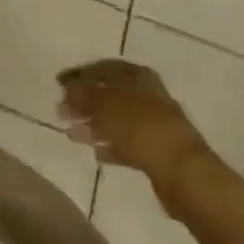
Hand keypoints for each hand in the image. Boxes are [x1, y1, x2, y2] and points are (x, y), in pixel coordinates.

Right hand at [56, 59, 215, 211]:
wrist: (185, 174)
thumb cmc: (141, 129)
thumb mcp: (105, 105)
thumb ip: (84, 95)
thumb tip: (68, 91)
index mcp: (137, 77)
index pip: (102, 68)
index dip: (79, 76)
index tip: (58, 85)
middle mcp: (148, 95)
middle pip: (109, 94)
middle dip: (84, 102)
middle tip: (61, 110)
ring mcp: (155, 124)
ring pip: (116, 119)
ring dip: (94, 125)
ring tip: (72, 134)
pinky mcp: (158, 151)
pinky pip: (127, 143)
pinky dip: (110, 145)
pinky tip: (95, 152)